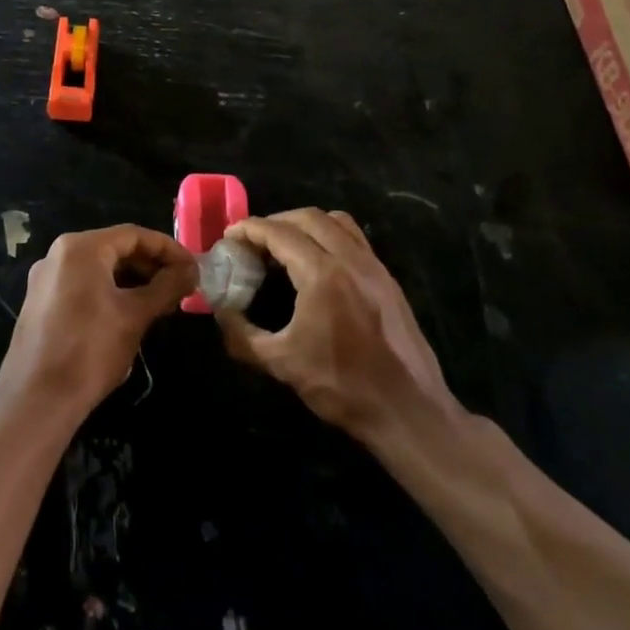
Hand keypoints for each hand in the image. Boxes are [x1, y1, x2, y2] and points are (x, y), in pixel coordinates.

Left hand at [0, 225, 196, 418]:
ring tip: (161, 304)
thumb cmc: (90, 351)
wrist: (36, 402)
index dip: (168, 249)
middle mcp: (58, 254)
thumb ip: (167, 286)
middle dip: (151, 266)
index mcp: (81, 248)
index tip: (193, 268)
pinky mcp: (41, 303)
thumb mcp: (135, 316)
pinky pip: (83, 286)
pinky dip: (110, 293)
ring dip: (133, 281)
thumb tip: (191, 270)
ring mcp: (46, 279)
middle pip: (115, 248)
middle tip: (180, 287)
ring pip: (99, 269)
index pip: (134, 235)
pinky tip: (130, 315)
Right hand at [215, 209, 453, 444]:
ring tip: (284, 245)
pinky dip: (330, 236)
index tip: (230, 235)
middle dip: (276, 221)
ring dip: (305, 224)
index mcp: (323, 274)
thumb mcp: (282, 364)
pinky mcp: (388, 279)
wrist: (408, 411)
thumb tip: (220, 313)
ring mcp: (375, 266)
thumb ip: (242, 335)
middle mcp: (351, 259)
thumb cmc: (342, 386)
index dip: (251, 229)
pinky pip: (355, 239)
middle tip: (253, 240)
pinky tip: (317, 263)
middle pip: (308, 218)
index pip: (280, 233)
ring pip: (336, 222)